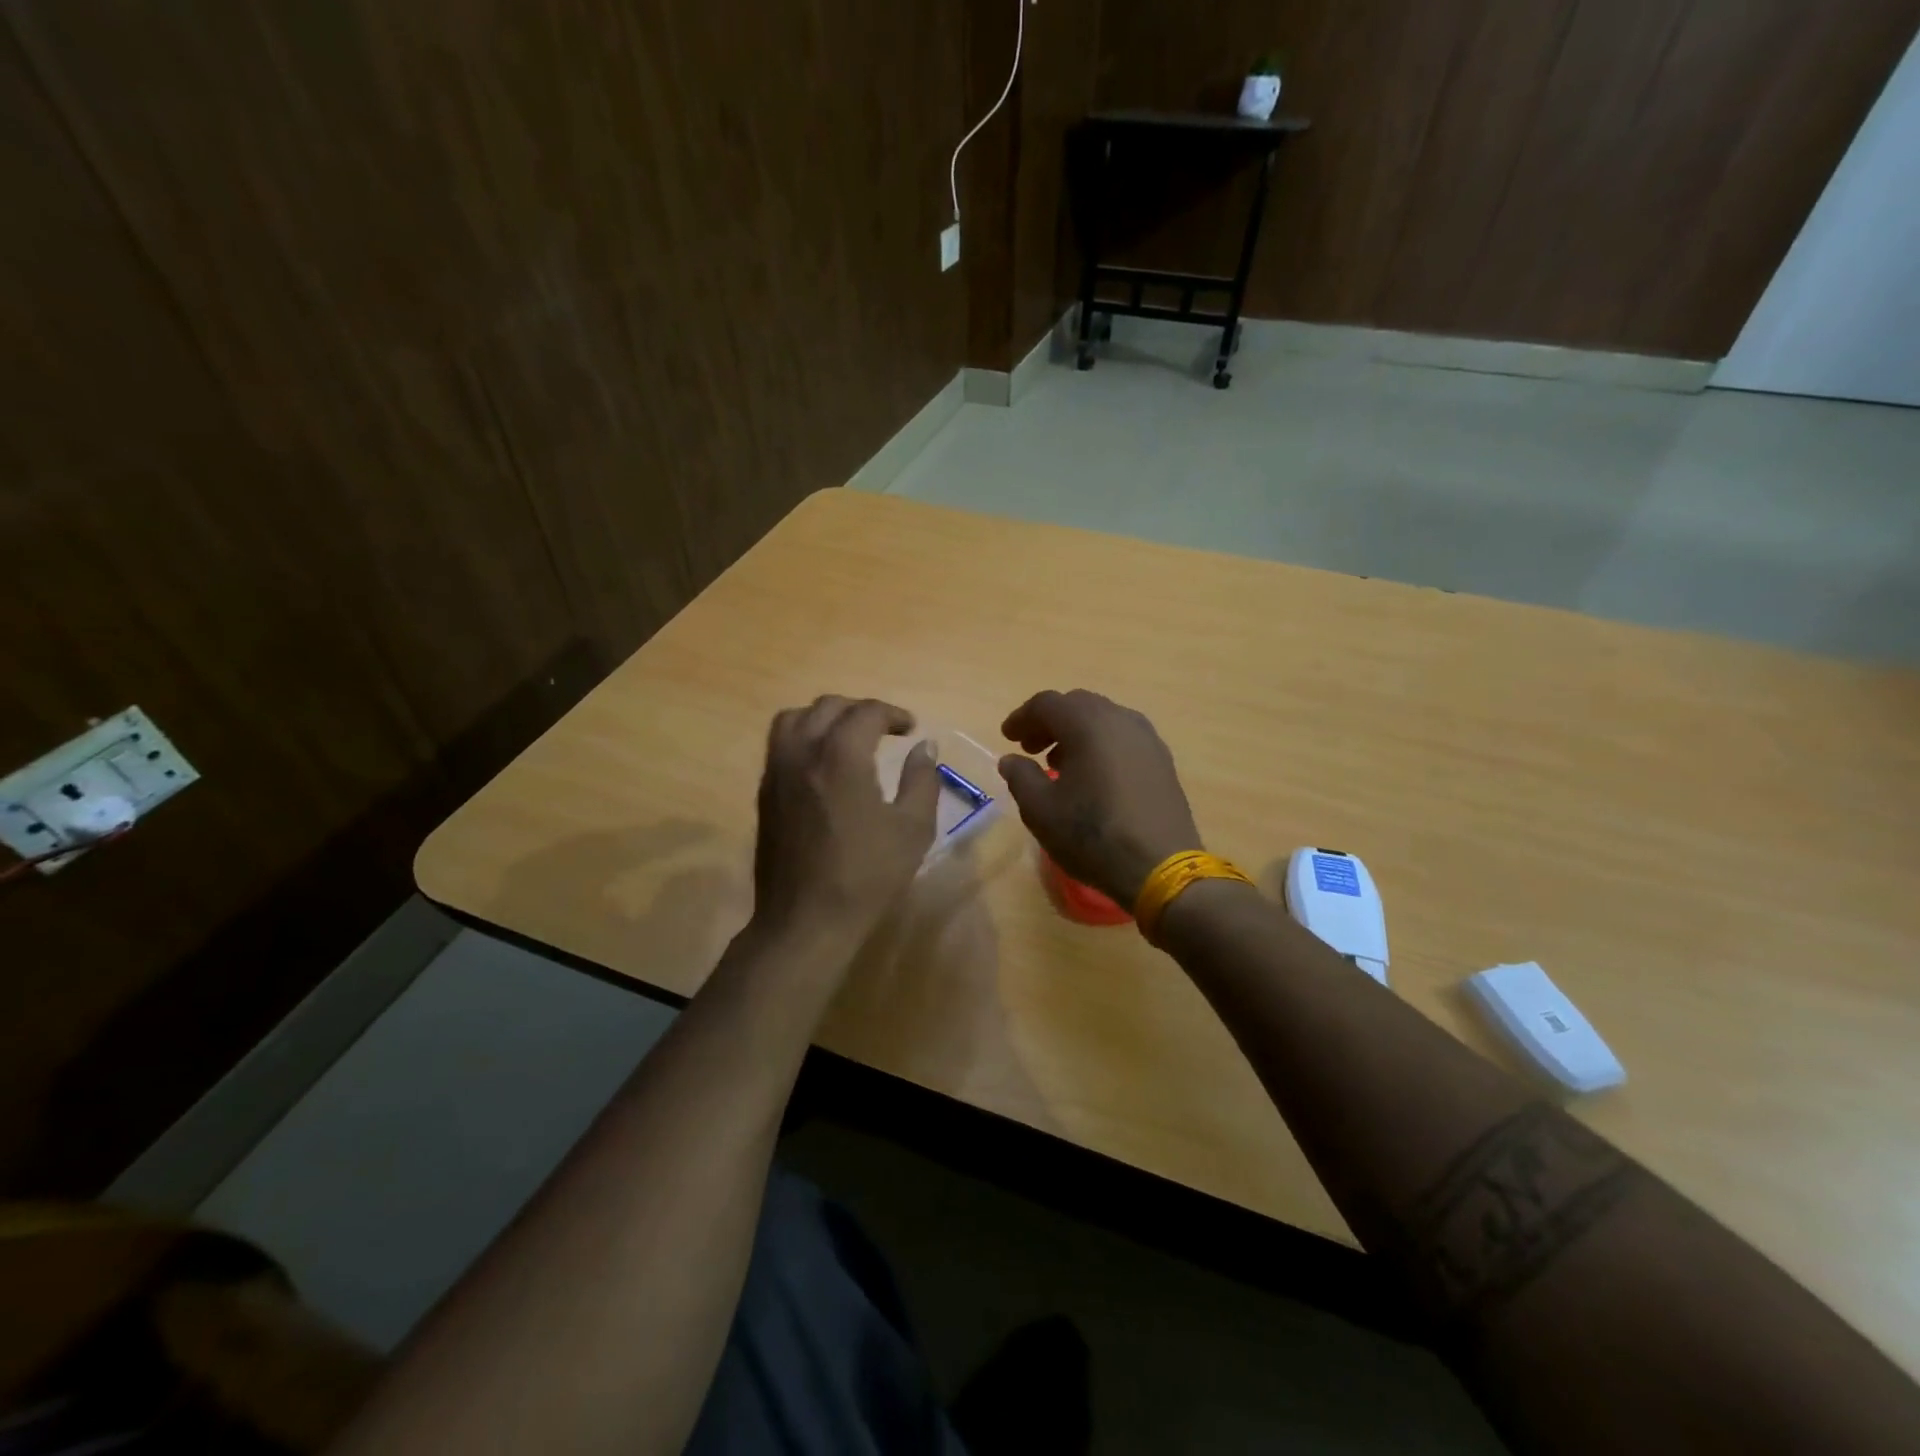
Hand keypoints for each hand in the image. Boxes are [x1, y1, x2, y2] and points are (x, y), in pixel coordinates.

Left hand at [751, 696, 939, 947]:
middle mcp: (803, 752)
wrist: (806, 919)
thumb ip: (922, 779)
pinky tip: (824, 764)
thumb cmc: (866, 876)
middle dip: (861, 710)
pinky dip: (804, 736)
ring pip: (795, 718)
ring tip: (848, 737)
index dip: (894, 714)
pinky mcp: (764, 792)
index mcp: (841, 756)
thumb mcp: (912, 829)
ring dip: (825, 717)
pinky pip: (780, 744)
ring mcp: (777, 771)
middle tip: (885, 730)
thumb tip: (924, 746)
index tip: (911, 729)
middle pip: (828, 706)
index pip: (867, 712)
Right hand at [998, 689, 1202, 906]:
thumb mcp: (1040, 810)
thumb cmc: (1092, 835)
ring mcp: (1147, 739)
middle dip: (1050, 722)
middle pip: (1078, 705)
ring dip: (1076, 734)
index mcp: (1088, 724)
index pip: (1047, 704)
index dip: (1022, 717)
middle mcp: (1121, 720)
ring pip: (1104, 720)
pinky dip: (1101, 746)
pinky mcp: (1162, 761)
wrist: (1159, 867)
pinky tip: (1093, 778)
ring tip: (1059, 765)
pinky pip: (1124, 739)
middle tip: (1031, 748)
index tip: (1007, 738)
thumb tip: (1011, 759)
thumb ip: (1020, 777)